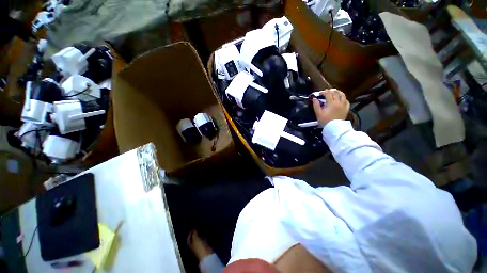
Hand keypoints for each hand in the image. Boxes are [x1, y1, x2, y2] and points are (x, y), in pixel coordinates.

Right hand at [312, 89, 349, 126]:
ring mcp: (344, 105)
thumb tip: (314, 98)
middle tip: (326, 91)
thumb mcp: (318, 113)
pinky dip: (343, 98)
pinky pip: (346, 101)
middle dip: (330, 91)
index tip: (320, 93)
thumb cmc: (325, 121)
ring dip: (338, 92)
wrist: (334, 128)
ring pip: (342, 95)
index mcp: (331, 103)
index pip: (328, 94)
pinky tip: (341, 99)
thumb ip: (316, 105)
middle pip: (335, 93)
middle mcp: (339, 102)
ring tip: (335, 92)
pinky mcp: (346, 109)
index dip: (323, 92)